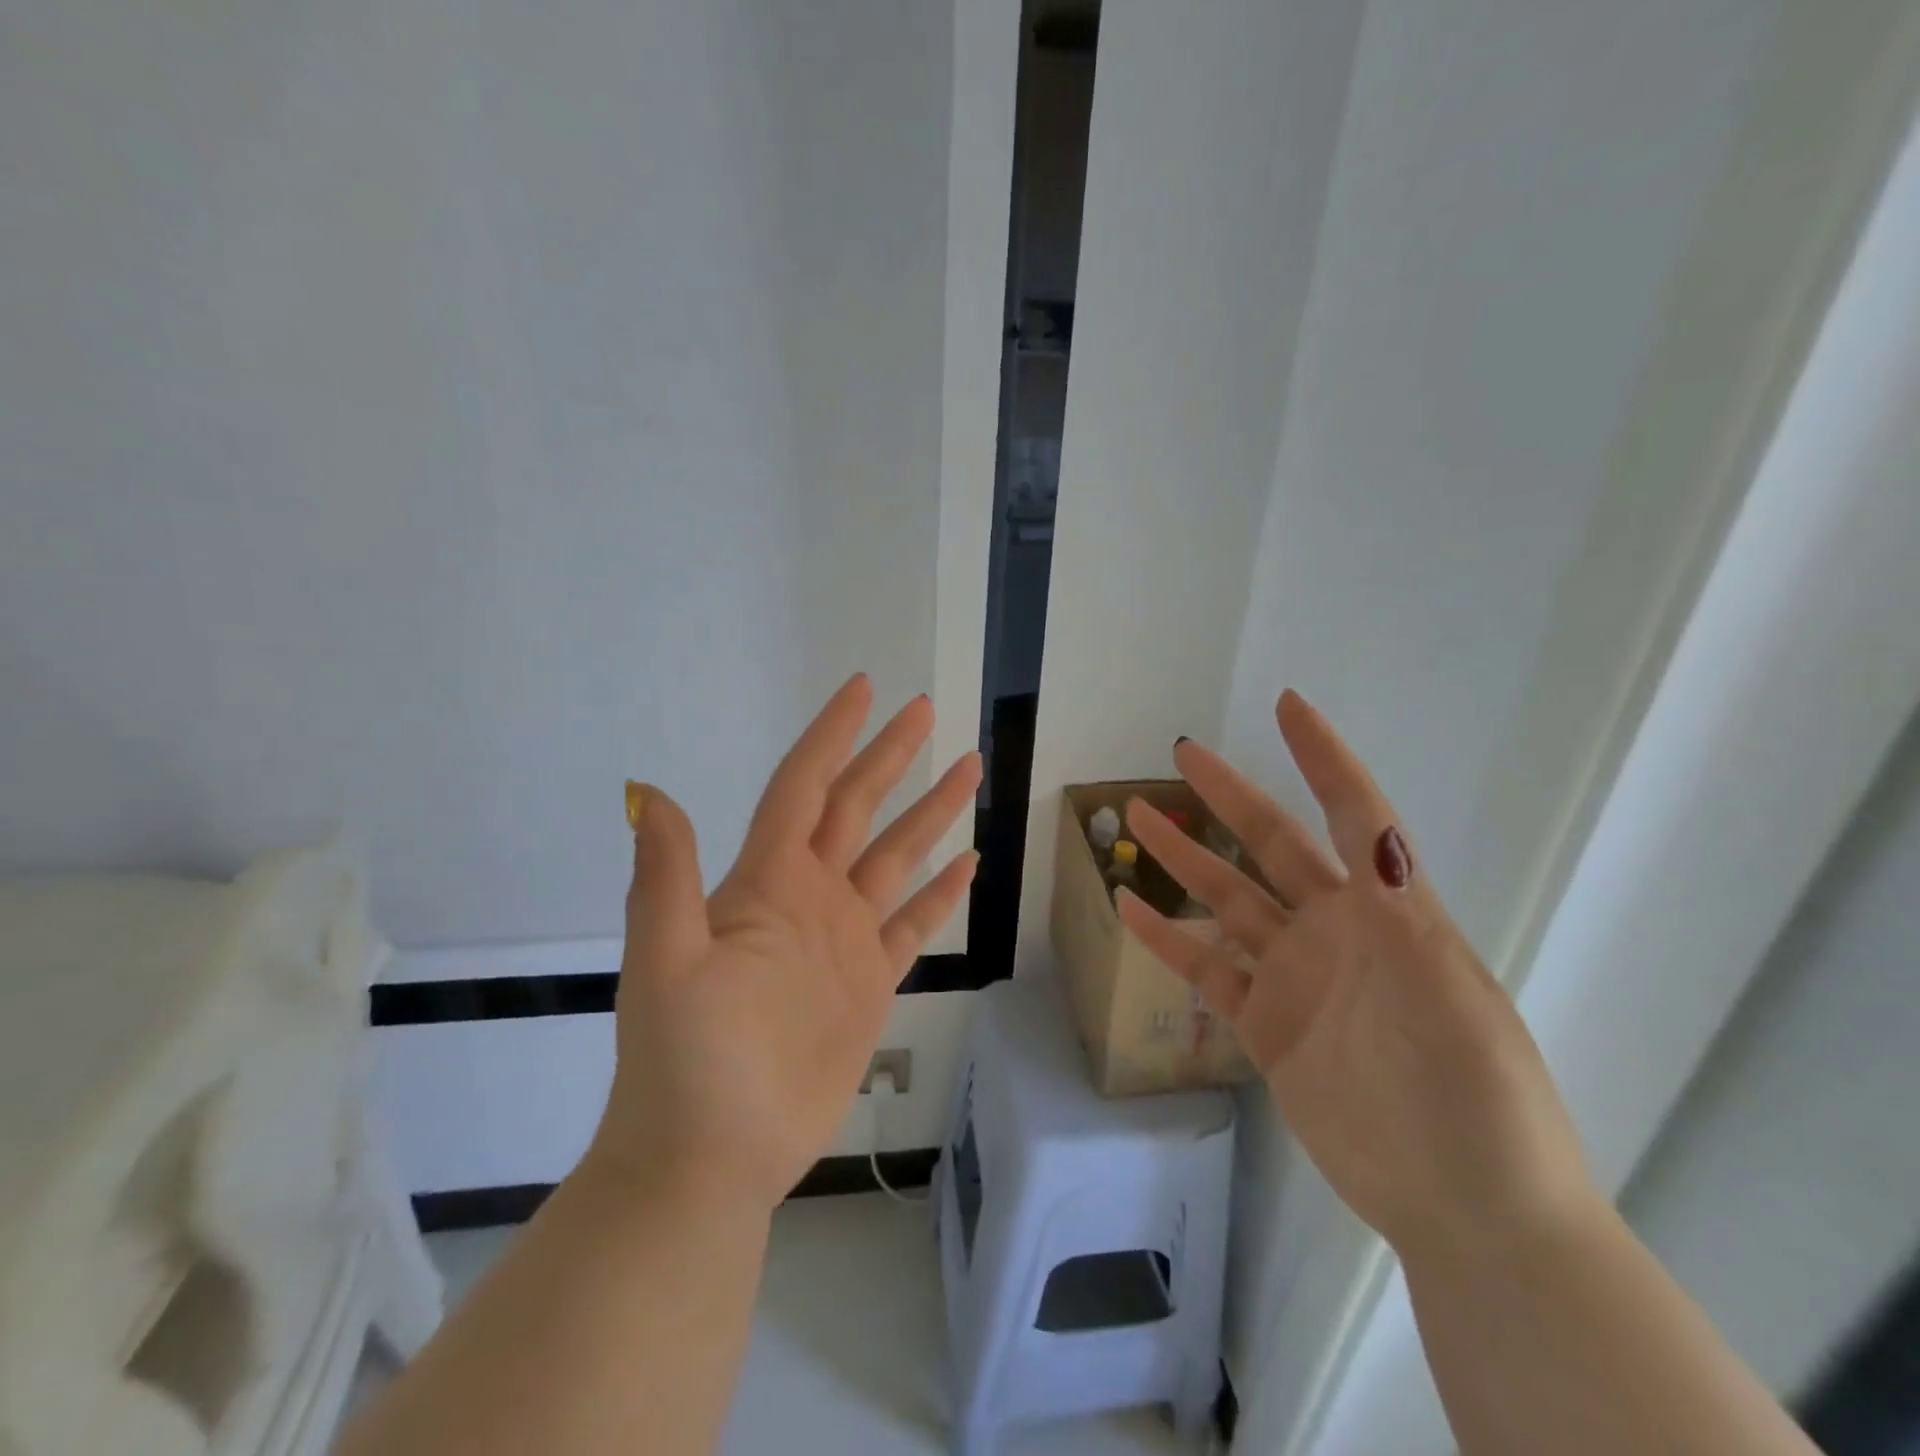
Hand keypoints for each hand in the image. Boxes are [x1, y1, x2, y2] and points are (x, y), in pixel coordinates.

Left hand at [590, 675, 981, 1212]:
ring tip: (967, 769)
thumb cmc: (687, 1061)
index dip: (833, 735)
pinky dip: (939, 892)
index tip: (865, 689)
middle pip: (857, 806)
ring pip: (894, 856)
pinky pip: (912, 923)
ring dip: (929, 813)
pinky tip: (967, 864)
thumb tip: (649, 792)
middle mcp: (809, 895)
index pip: (805, 786)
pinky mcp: (869, 981)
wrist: (713, 1156)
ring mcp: (842, 938)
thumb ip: (666, 879)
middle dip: (891, 756)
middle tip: (925, 711)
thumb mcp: (667, 965)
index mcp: (766, 881)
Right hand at [1118, 690, 1591, 1255]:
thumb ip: (1404, 917)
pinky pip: (1205, 967)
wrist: (1467, 1210)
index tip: (1288, 707)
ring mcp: (1295, 976)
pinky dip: (1166, 938)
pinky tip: (1128, 909)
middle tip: (1183, 754)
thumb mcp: (1451, 999)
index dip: (1322, 760)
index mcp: (1387, 913)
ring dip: (1183, 858)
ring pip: (1226, 899)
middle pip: (1270, 845)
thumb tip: (1376, 835)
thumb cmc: (1478, 1099)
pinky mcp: (1265, 1023)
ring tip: (1136, 818)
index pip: (1353, 816)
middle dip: (1229, 796)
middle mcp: (1335, 931)